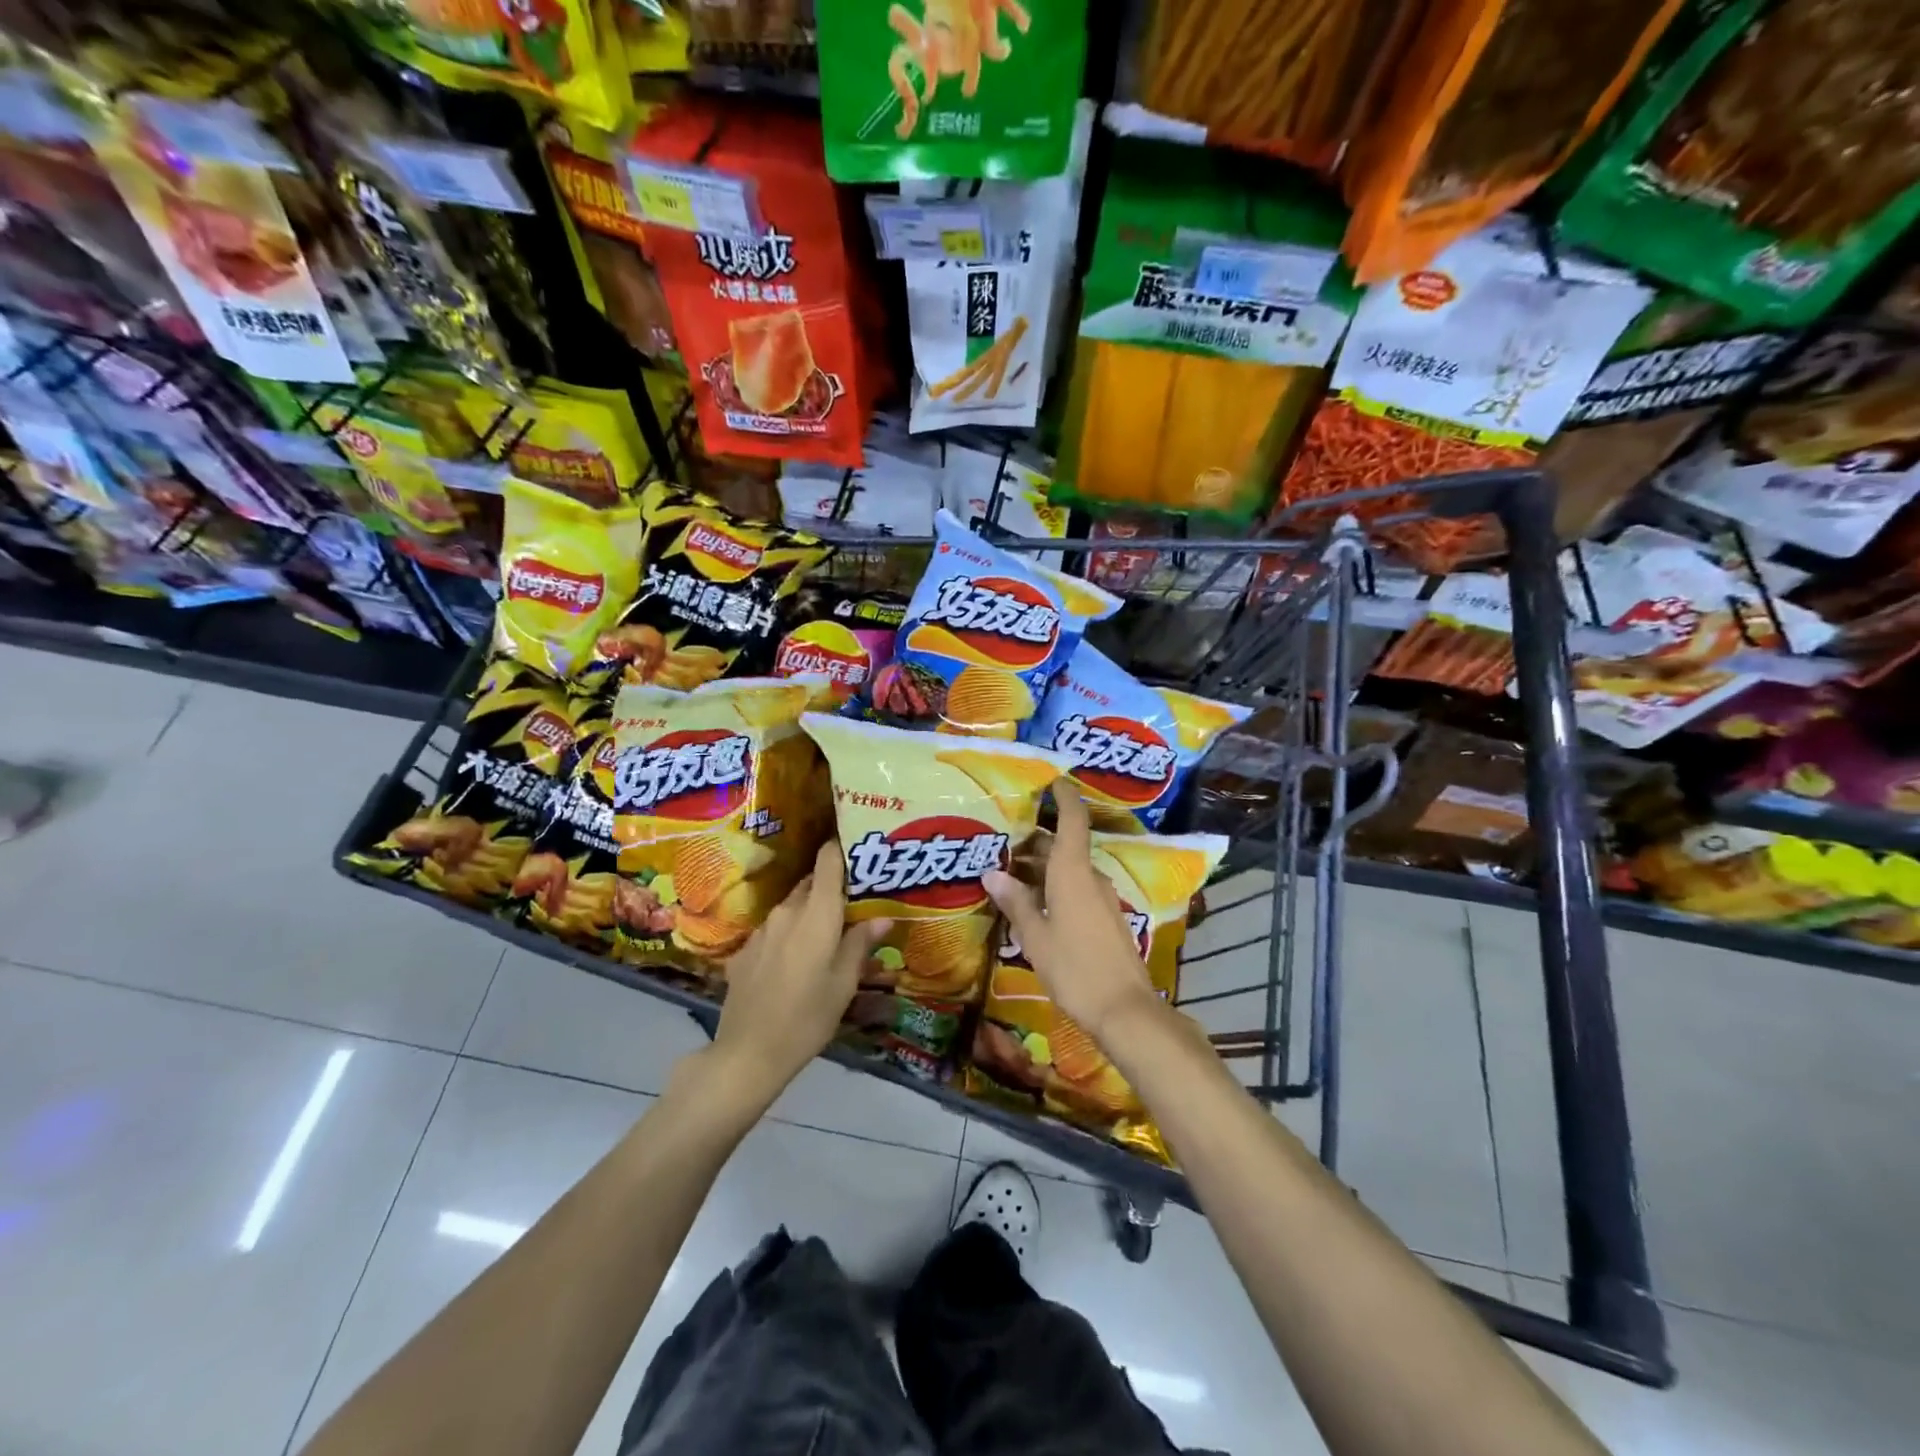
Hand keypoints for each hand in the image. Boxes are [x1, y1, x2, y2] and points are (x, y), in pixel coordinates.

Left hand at [710, 840, 891, 1106]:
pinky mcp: (745, 951)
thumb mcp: (844, 984)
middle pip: (811, 884)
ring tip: (829, 934)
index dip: (841, 848)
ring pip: (792, 908)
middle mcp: (787, 912)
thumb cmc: (807, 1018)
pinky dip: (789, 936)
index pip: (827, 861)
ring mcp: (762, 930)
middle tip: (855, 901)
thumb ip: (861, 944)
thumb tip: (883, 917)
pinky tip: (796, 963)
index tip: (858, 847)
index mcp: (816, 914)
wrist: (747, 1054)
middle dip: (832, 888)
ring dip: (810, 913)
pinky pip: (774, 931)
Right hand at [983, 779, 1161, 1042]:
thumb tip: (992, 873)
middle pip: (1064, 846)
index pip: (1073, 821)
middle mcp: (1090, 878)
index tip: (1051, 781)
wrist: (1124, 1010)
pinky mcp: (1106, 919)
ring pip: (1069, 870)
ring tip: (1008, 873)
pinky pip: (1077, 890)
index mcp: (1072, 873)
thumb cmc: (1075, 969)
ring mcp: (1102, 899)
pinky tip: (1033, 904)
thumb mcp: (1035, 937)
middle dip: (1035, 840)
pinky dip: (1054, 887)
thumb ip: (1016, 902)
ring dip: (1042, 867)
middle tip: (1001, 841)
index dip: (1063, 797)